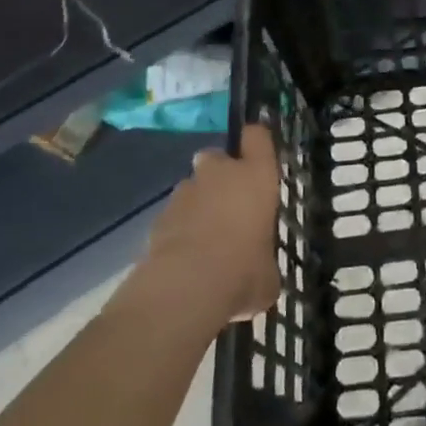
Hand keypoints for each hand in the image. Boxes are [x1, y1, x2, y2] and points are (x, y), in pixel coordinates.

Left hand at [144, 124, 281, 324]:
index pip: (257, 136)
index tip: (257, 153)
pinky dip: (177, 230)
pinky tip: (182, 259)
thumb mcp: (268, 275)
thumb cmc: (243, 272)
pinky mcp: (157, 217)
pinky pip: (173, 215)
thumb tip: (259, 273)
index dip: (255, 142)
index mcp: (256, 176)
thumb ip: (263, 261)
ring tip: (202, 239)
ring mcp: (185, 192)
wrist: (185, 288)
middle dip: (218, 174)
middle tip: (226, 204)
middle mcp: (220, 173)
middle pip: (216, 157)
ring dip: (197, 204)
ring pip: (191, 187)